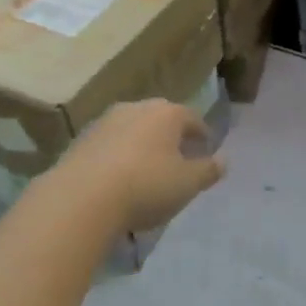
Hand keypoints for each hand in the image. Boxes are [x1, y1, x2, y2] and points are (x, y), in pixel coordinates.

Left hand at [56, 100, 225, 233]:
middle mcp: (136, 108)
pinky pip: (109, 145)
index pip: (192, 118)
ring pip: (132, 130)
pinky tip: (118, 178)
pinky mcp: (81, 140)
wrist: (82, 198)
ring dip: (142, 145)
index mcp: (167, 113)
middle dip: (171, 136)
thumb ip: (208, 170)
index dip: (201, 135)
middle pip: (160, 119)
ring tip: (147, 170)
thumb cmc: (146, 186)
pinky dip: (118, 156)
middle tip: (178, 158)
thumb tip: (224, 160)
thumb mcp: (187, 184)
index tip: (205, 150)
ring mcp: (104, 121)